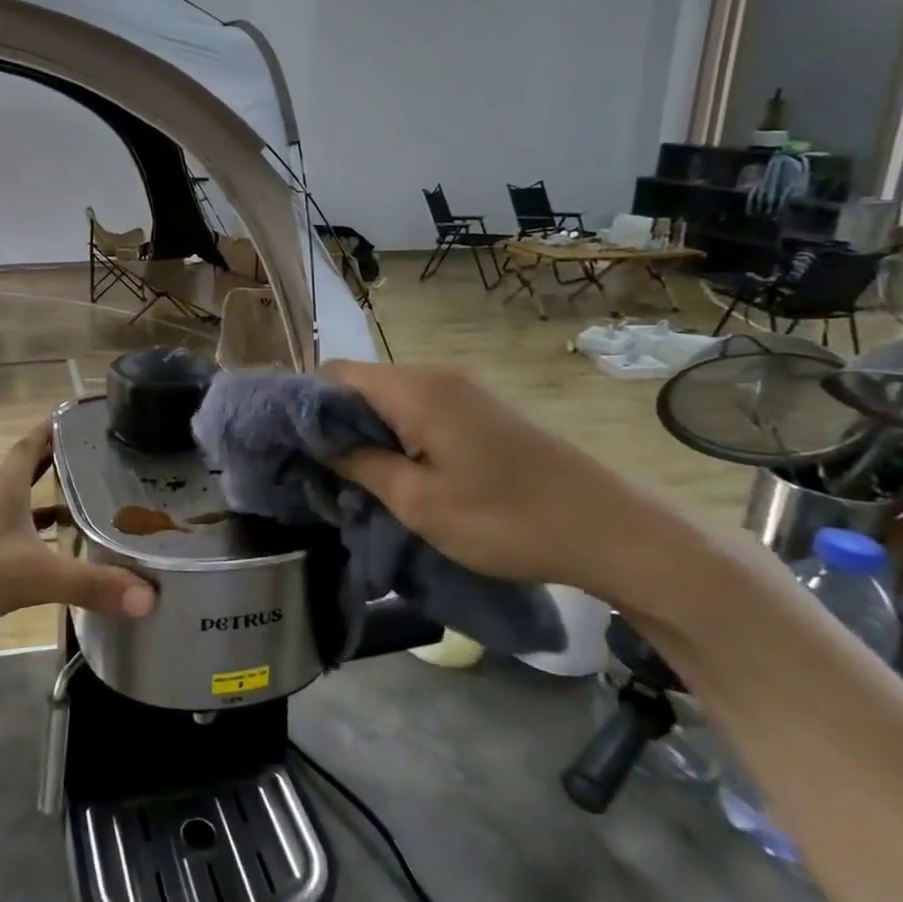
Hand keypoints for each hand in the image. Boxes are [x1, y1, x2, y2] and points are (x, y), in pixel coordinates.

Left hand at [0, 420, 157, 633]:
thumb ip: (89, 584)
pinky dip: (29, 529)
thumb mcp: (32, 575)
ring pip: (19, 497)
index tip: (89, 414)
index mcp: (6, 482)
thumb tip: (150, 596)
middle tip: (101, 459)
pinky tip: (44, 548)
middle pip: (31, 465)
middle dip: (63, 460)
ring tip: (85, 503)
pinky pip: (7, 526)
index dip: (61, 424)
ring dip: (47, 496)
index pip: (37, 438)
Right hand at [321, 360, 686, 602]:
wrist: (610, 528)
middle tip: (320, 469)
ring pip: (389, 397)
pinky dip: (398, 433)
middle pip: (361, 382)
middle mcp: (434, 375)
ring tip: (356, 476)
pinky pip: (419, 408)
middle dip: (334, 421)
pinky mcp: (480, 408)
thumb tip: (319, 443)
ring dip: (367, 431)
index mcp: (413, 389)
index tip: (292, 445)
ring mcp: (462, 389)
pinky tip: (400, 471)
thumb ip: (360, 465)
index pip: (334, 373)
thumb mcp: (418, 502)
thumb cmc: (504, 518)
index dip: (306, 404)